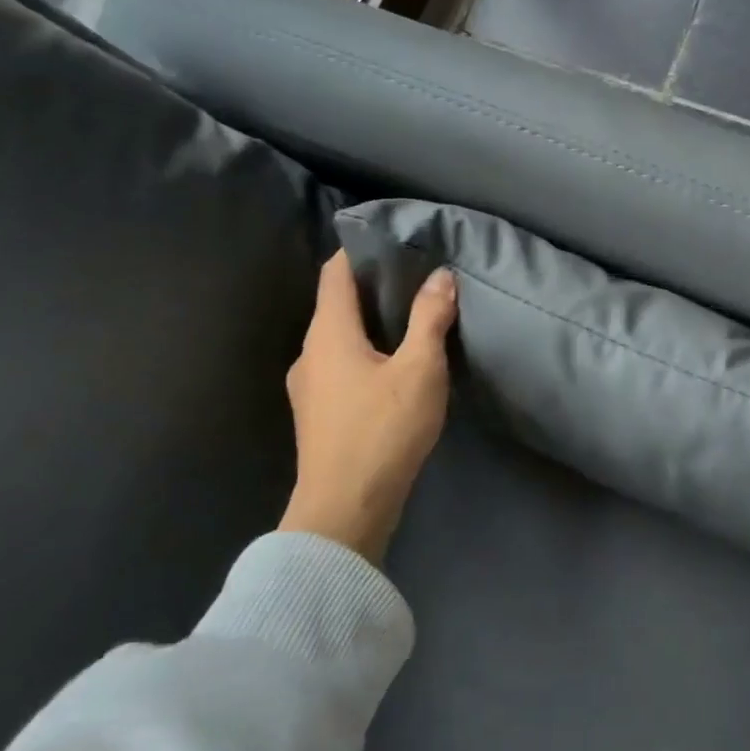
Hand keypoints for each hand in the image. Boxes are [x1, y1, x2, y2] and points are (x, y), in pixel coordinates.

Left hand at [279, 252, 457, 562]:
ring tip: (411, 321)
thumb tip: (440, 275)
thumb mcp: (420, 369)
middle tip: (416, 279)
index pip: (334, 273)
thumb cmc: (382, 430)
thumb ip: (430, 318)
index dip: (359, 251)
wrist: (344, 509)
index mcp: (328, 333)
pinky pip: (340, 366)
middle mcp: (309, 353)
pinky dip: (364, 353)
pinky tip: (394, 369)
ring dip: (370, 325)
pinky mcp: (317, 415)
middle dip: (372, 288)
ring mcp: (308, 387)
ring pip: (338, 339)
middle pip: (336, 304)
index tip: (393, 241)